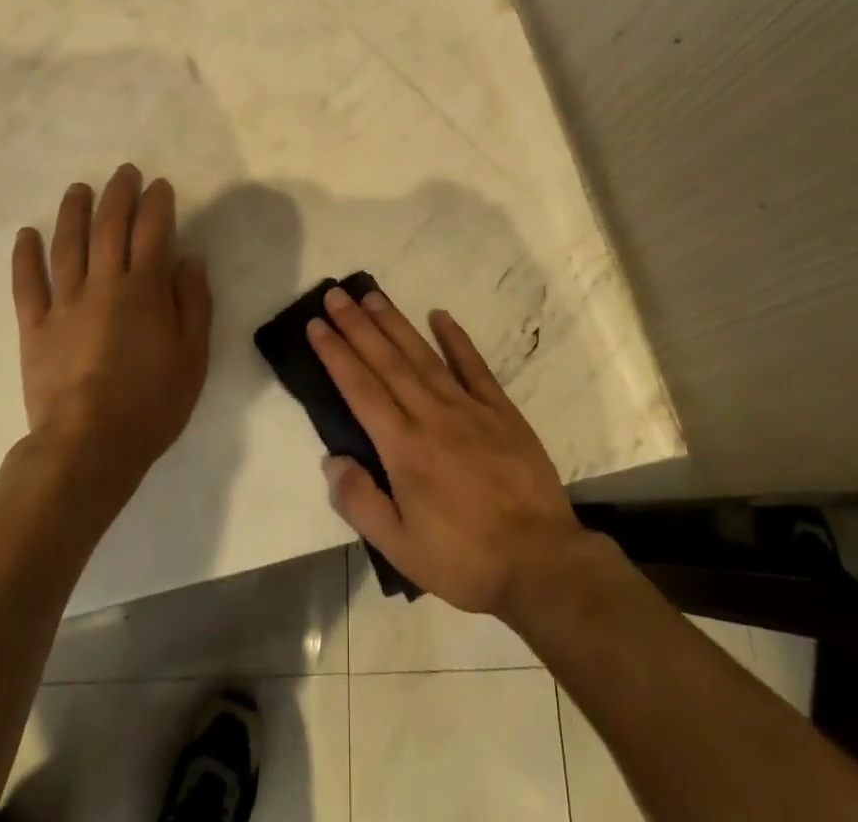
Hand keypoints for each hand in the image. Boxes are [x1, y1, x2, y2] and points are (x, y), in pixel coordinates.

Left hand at [11, 165, 212, 495]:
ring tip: (78, 188)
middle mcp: (103, 284)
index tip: (159, 185)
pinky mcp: (35, 328)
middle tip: (123, 173)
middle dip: (118, 194)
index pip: (153, 231)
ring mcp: (65, 304)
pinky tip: (27, 234)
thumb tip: (188, 259)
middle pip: (109, 227)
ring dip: (73, 212)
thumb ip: (193, 302)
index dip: (157, 203)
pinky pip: (27, 285)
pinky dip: (25, 256)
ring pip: (67, 246)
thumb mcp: (194, 354)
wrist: (89, 446)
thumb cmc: (152, 401)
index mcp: (144, 289)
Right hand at [309, 287, 584, 617]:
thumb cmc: (465, 559)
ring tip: (372, 295)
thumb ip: (361, 502)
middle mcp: (431, 415)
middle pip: (387, 361)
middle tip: (335, 294)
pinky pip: (474, 365)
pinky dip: (456, 338)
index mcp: (403, 448)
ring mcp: (469, 408)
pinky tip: (440, 315)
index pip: (360, 389)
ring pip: (423, 355)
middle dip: (357, 325)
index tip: (316, 325)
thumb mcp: (401, 549)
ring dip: (395, 323)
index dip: (336, 354)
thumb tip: (331, 459)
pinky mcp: (501, 410)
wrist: (541, 562)